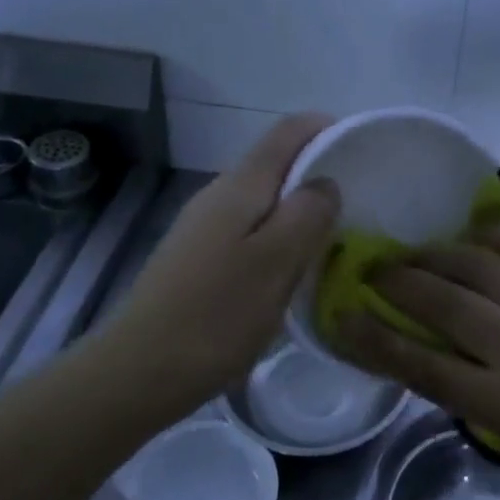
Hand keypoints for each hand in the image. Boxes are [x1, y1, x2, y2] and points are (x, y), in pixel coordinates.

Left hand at [101, 113, 338, 424]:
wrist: (138, 371)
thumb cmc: (216, 314)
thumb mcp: (277, 262)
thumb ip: (308, 213)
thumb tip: (325, 183)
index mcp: (240, 186)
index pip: (287, 132)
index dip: (325, 128)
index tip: (361, 148)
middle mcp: (218, 194)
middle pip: (275, 163)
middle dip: (317, 172)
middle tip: (357, 203)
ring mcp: (203, 226)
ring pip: (263, 200)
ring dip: (298, 209)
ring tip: (332, 237)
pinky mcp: (197, 257)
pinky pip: (249, 230)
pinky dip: (277, 237)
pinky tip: (289, 270)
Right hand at [333, 220, 499, 496]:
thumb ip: (459, 386)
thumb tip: (402, 337)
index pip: (421, 364)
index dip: (372, 337)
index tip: (342, 314)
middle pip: (444, 303)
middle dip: (398, 281)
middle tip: (377, 270)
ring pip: (478, 262)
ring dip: (437, 254)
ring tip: (418, 253)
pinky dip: (490, 234)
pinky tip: (474, 239)